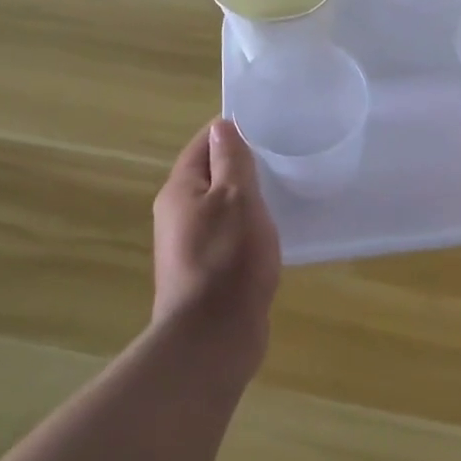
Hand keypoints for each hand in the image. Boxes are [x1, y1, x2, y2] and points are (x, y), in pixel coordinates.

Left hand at [152, 119, 280, 339]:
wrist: (213, 337)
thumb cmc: (228, 259)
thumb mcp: (236, 198)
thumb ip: (231, 160)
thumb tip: (222, 126)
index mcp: (179, 191)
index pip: (203, 144)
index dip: (231, 130)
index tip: (267, 123)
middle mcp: (177, 215)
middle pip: (209, 175)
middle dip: (241, 163)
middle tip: (281, 155)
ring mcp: (189, 246)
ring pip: (220, 207)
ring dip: (246, 197)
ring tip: (282, 189)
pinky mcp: (206, 272)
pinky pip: (227, 236)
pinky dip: (247, 227)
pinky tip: (271, 232)